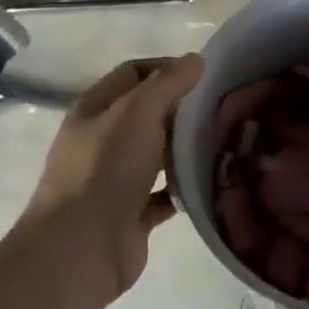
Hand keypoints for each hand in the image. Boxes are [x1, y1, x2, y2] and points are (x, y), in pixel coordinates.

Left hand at [21, 55, 203, 301]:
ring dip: (187, 149)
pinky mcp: (132, 214)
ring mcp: (117, 180)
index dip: (167, 68)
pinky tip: (214, 180)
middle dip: (184, 109)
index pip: (134, 74)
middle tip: (224, 107)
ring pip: (159, 154)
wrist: (81, 249)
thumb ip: (168, 83)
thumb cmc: (106, 170)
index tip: (206, 75)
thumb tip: (196, 59)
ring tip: (227, 140)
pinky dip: (186, 187)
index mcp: (96, 110)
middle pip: (149, 114)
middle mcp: (103, 141)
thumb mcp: (138, 113)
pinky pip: (166, 194)